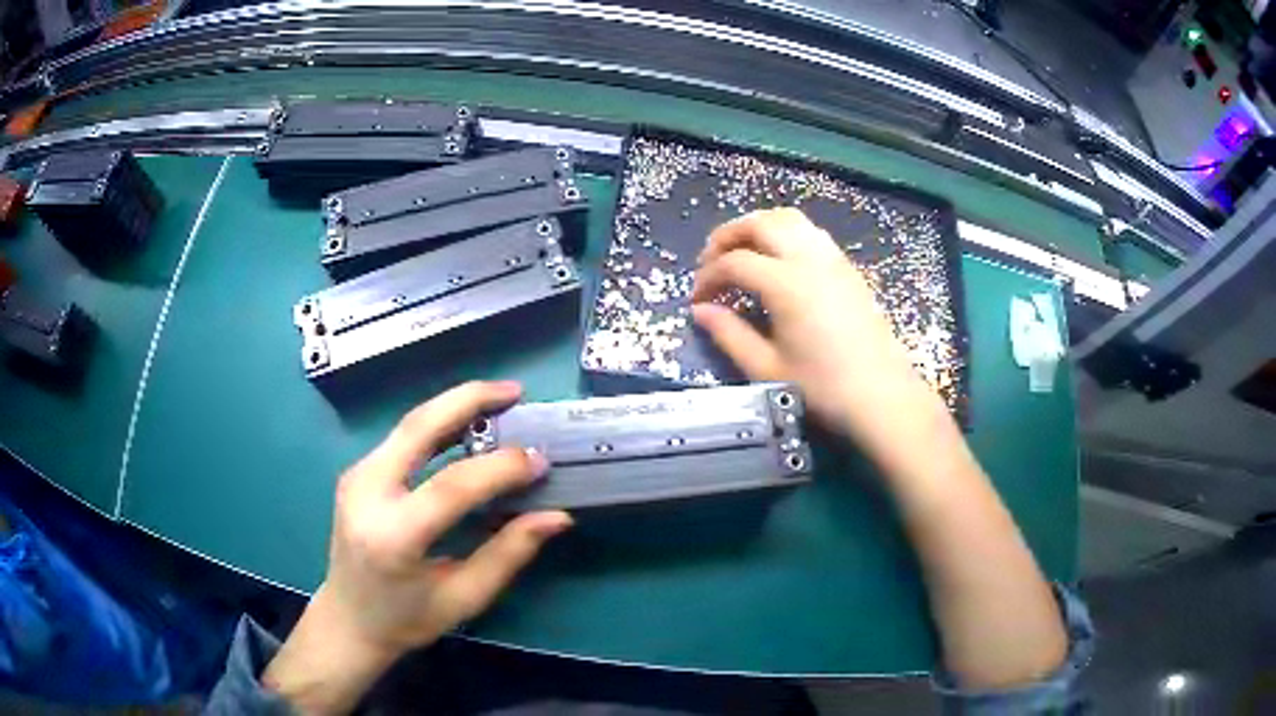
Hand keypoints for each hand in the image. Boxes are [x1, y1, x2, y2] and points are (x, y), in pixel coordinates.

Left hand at [263, 381, 572, 714]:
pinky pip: (402, 438)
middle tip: (515, 391)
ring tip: (499, 401)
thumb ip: (509, 553)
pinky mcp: (357, 472)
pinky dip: (438, 425)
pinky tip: (467, 427)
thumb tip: (556, 517)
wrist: (348, 620)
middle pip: (418, 428)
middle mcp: (366, 493)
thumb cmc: (406, 619)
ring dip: (454, 407)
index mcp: (393, 536)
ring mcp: (356, 477)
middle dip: (468, 400)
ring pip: (409, 425)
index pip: (451, 486)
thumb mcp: (463, 597)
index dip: (500, 468)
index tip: (539, 460)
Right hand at [693, 208, 950, 466]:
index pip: (734, 262)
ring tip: (741, 253)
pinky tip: (779, 262)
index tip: (697, 300)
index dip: (708, 277)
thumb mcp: (767, 367)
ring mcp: (833, 259)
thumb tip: (700, 311)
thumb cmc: (823, 387)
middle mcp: (809, 258)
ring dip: (757, 227)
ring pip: (788, 219)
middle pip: (760, 223)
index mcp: (785, 283)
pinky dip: (784, 234)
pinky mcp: (848, 268)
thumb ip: (729, 334)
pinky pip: (810, 233)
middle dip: (727, 236)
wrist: (883, 396)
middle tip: (710, 262)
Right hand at [697, 210, 1068, 689]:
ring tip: (750, 274)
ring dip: (775, 242)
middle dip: (741, 232)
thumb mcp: (794, 399)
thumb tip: (717, 328)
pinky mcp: (879, 305)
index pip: (748, 265)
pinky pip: (832, 259)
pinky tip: (796, 297)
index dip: (713, 276)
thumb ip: (751, 357)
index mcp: (816, 308)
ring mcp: (864, 290)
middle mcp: (842, 284)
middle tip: (716, 264)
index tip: (695, 303)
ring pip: (812, 232)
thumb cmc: (863, 437)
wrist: (927, 448)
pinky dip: (803, 261)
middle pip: (784, 223)